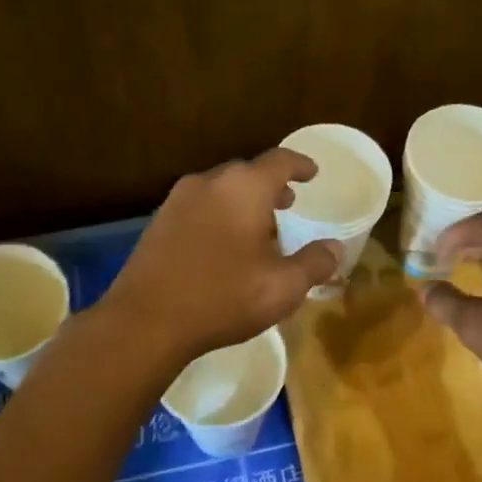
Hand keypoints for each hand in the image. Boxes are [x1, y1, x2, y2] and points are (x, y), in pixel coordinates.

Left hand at [102, 149, 341, 363]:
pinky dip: (219, 216)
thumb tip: (334, 247)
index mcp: (244, 188)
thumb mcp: (282, 287)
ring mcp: (177, 201)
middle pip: (247, 174)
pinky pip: (199, 208)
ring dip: (243, 203)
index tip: (312, 173)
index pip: (280, 161)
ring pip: (220, 191)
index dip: (300, 165)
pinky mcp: (158, 223)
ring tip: (259, 229)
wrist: (147, 320)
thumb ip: (314, 263)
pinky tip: (223, 247)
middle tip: (288, 204)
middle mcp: (209, 183)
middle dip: (271, 187)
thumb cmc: (223, 297)